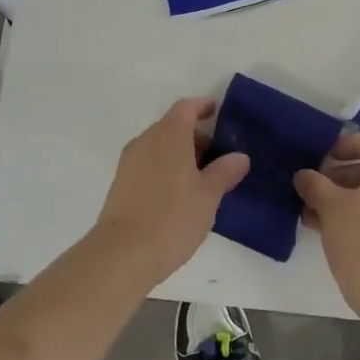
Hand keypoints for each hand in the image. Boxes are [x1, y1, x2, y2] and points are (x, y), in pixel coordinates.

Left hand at [91, 98, 249, 284]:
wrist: (122, 254)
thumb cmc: (172, 217)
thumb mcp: (208, 196)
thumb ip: (224, 172)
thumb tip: (239, 157)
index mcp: (169, 135)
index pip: (186, 108)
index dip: (203, 106)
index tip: (217, 111)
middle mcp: (146, 141)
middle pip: (172, 126)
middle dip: (195, 136)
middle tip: (218, 157)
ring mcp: (129, 162)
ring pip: (159, 147)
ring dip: (180, 154)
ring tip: (202, 179)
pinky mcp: (120, 183)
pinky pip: (148, 164)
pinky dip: (165, 168)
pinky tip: (179, 194)